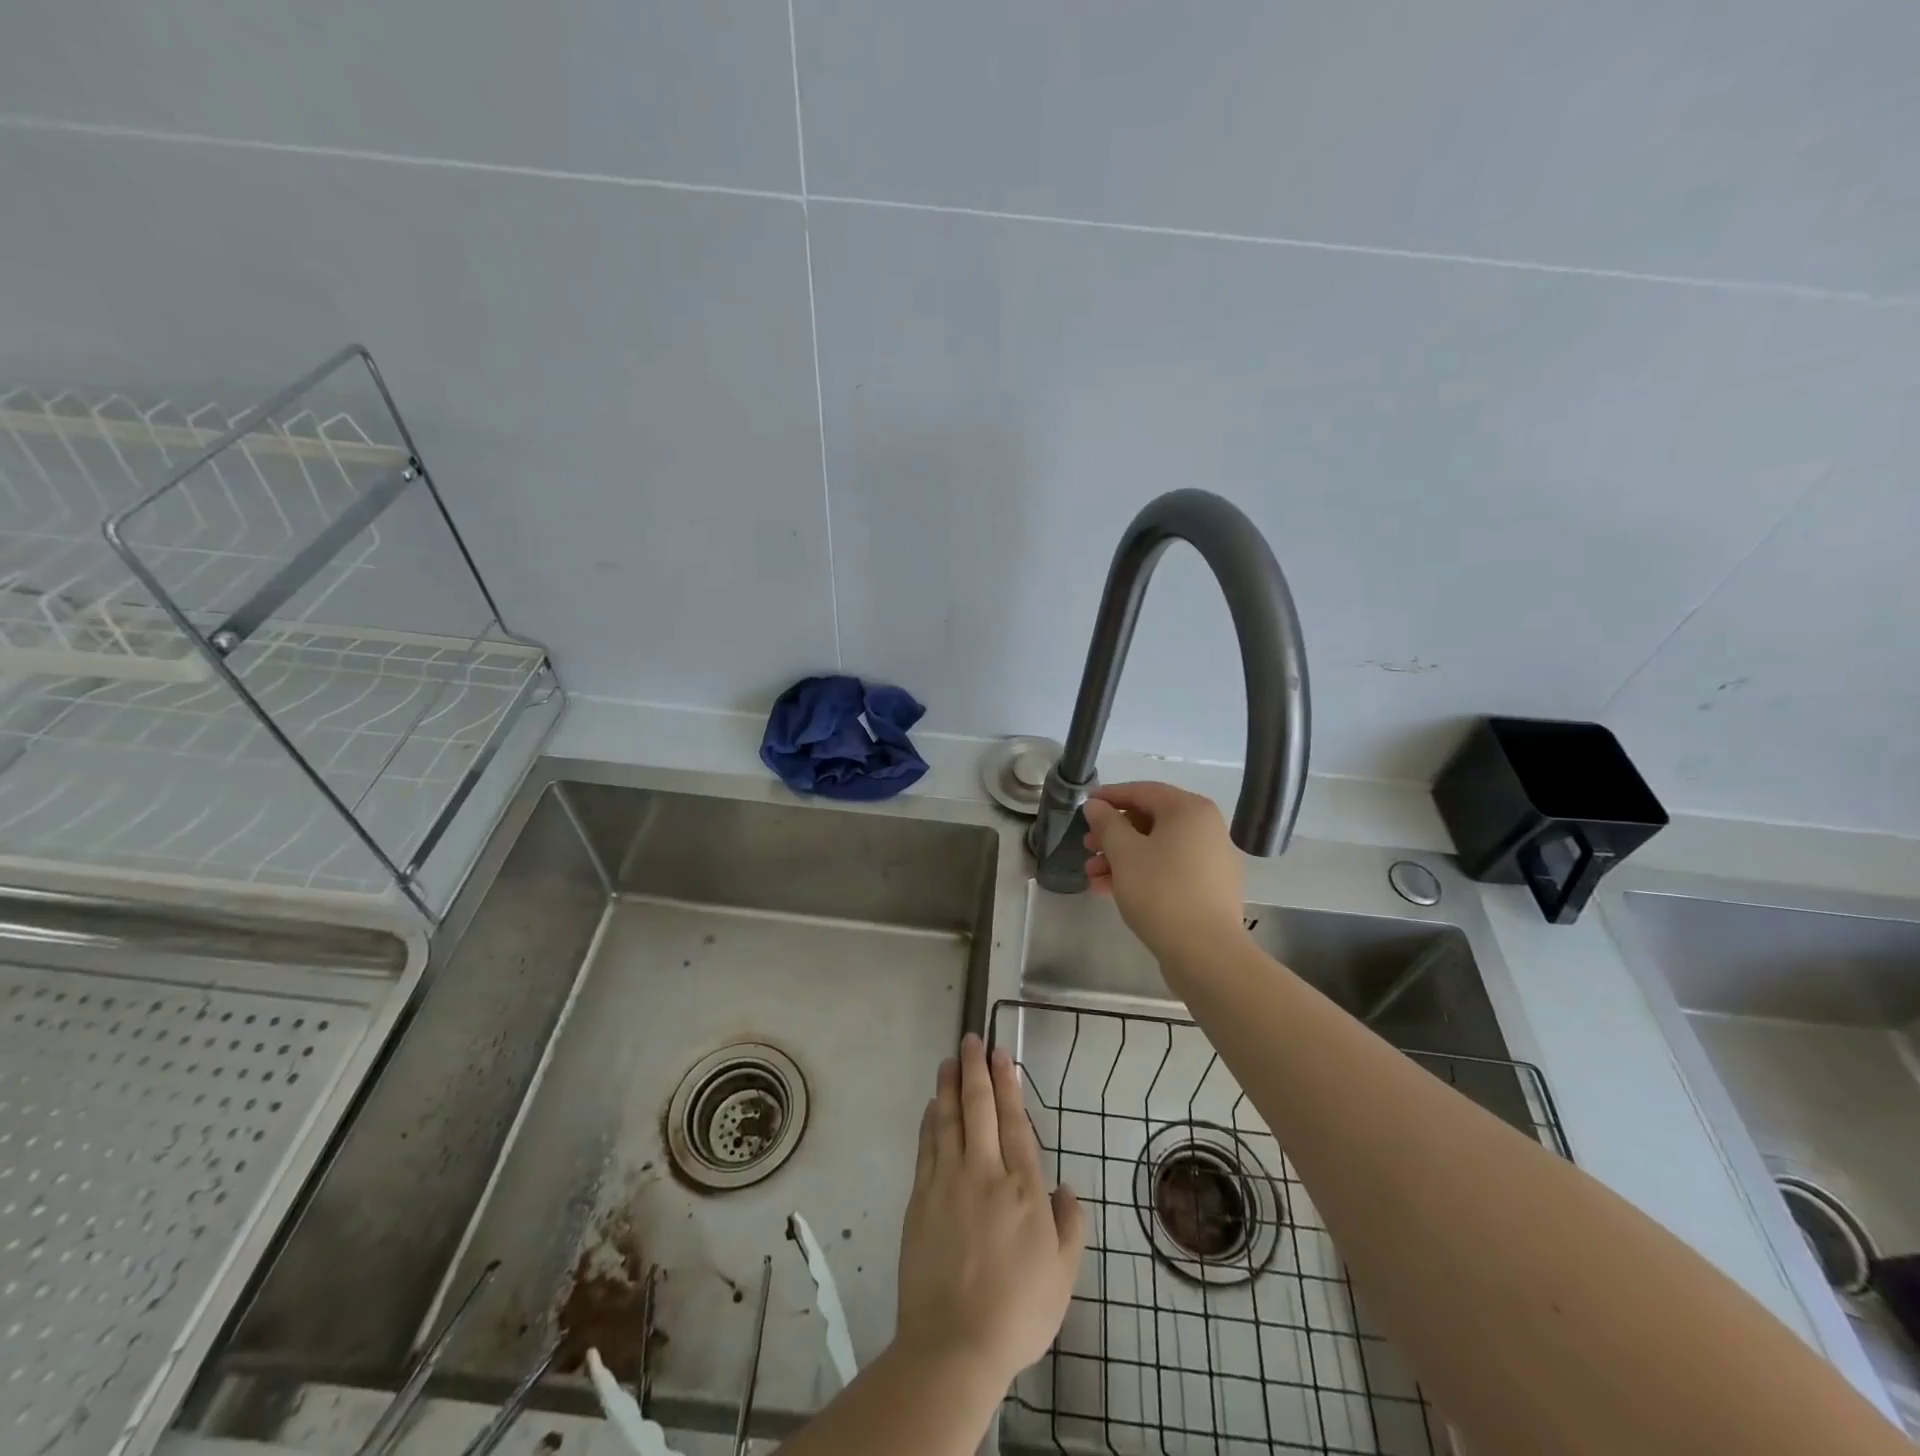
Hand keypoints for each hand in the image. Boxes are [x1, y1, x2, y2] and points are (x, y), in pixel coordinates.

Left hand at [895, 1034, 1084, 1389]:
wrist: (953, 1344)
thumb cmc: (1017, 1311)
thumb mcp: (1063, 1275)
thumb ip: (1069, 1226)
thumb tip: (1066, 1188)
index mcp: (1022, 1187)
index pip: (1014, 1120)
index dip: (1007, 1083)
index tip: (1000, 1054)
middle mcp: (983, 1172)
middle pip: (978, 1107)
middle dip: (974, 1069)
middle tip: (970, 1040)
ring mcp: (947, 1181)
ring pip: (948, 1119)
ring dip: (949, 1086)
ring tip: (949, 1061)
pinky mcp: (920, 1197)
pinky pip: (926, 1146)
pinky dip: (930, 1121)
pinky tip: (932, 1107)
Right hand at [1082, 781, 1247, 961]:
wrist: (1205, 953)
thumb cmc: (1160, 891)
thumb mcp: (1124, 853)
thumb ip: (1107, 823)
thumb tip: (1096, 806)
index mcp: (1190, 810)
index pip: (1143, 791)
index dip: (1111, 796)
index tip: (1085, 806)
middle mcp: (1206, 828)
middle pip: (1151, 820)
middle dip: (1113, 834)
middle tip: (1086, 846)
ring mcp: (1212, 860)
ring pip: (1158, 848)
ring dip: (1122, 857)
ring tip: (1093, 876)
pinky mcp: (1209, 889)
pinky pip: (1170, 869)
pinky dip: (1142, 873)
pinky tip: (1111, 890)